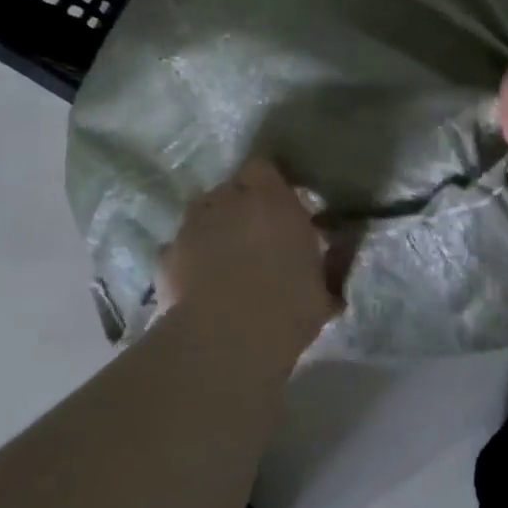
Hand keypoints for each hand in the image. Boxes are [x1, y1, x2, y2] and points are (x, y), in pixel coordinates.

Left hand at [157, 159, 338, 359]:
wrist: (225, 340)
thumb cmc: (287, 306)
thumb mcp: (325, 286)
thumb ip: (332, 260)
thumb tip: (342, 247)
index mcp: (270, 200)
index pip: (262, 167)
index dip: (269, 184)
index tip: (283, 205)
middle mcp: (226, 202)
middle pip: (229, 189)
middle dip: (241, 206)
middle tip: (258, 234)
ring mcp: (190, 227)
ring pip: (202, 215)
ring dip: (214, 228)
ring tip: (226, 258)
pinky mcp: (165, 257)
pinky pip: (180, 247)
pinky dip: (190, 258)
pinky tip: (201, 283)